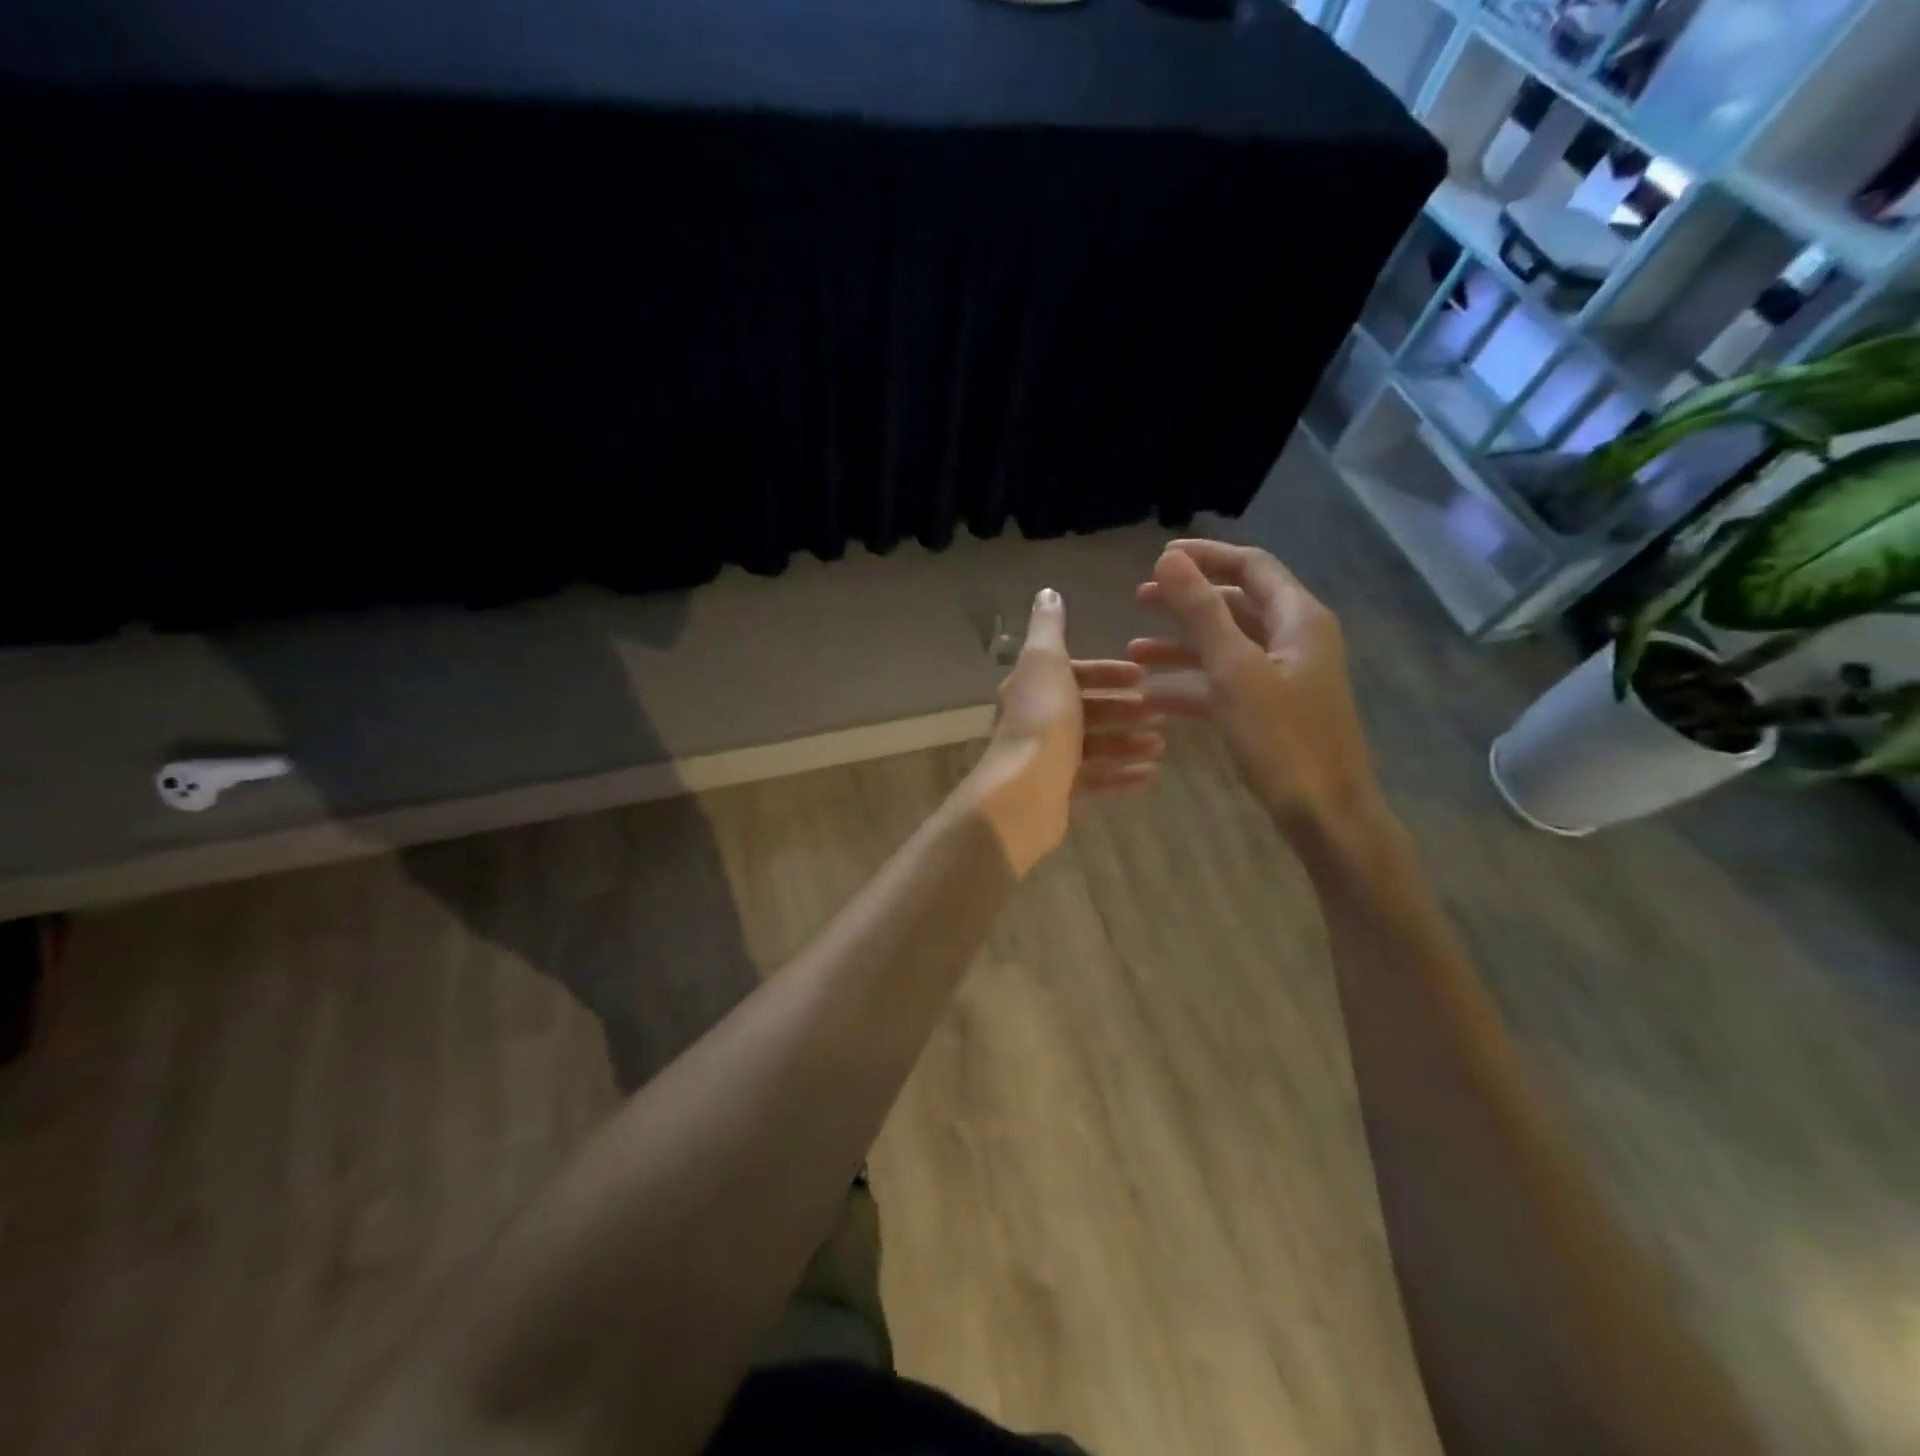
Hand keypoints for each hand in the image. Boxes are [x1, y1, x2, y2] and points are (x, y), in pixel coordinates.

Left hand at [966, 588, 1165, 875]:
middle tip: (1160, 713)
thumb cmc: (1042, 720)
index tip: (1142, 675)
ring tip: (1161, 745)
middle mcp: (1036, 721)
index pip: (1072, 673)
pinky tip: (1151, 776)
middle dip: (1124, 709)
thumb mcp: (1046, 661)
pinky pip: (1096, 782)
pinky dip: (1122, 776)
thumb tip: (1046, 593)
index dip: (1106, 672)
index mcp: (1032, 688)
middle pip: (1085, 711)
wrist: (1024, 791)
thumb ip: (1049, 628)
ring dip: (1128, 742)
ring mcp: (1046, 760)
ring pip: (1094, 747)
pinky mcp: (1058, 794)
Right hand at [1129, 541, 1381, 837]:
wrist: (1324, 813)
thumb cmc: (1282, 738)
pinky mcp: (1271, 709)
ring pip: (1226, 646)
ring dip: (1181, 645)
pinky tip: (1152, 696)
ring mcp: (1283, 676)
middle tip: (1138, 599)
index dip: (1206, 556)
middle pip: (1235, 604)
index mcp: (1297, 619)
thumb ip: (1200, 612)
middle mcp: (1293, 639)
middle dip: (1186, 601)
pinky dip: (1191, 683)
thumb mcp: (1234, 670)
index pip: (1251, 566)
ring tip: (1133, 650)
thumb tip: (1169, 559)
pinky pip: (1226, 683)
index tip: (1158, 557)